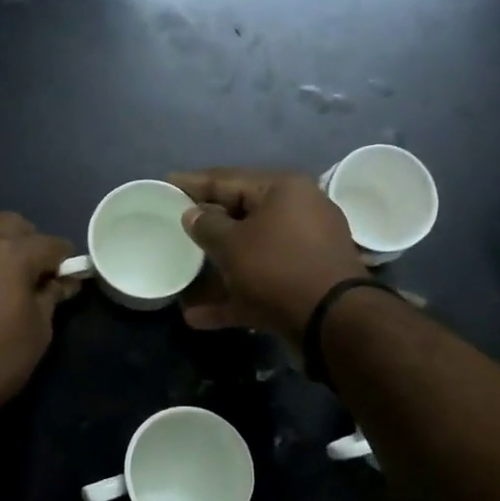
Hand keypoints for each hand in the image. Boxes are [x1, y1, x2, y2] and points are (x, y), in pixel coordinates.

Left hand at [0, 213, 78, 460]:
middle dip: (29, 244)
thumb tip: (64, 281)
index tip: (67, 280)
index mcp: (9, 253)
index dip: (65, 261)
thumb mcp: (39, 330)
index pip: (51, 243)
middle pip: (13, 225)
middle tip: (33, 277)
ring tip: (0, 281)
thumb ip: (52, 295)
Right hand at [168, 168, 364, 341]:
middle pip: (241, 214)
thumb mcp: (233, 244)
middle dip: (207, 224)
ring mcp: (303, 250)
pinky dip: (233, 296)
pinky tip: (197, 316)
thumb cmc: (277, 268)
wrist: (333, 321)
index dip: (193, 182)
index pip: (227, 179)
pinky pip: (260, 284)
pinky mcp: (304, 284)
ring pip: (251, 252)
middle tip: (174, 224)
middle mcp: (298, 213)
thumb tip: (193, 214)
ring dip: (218, 267)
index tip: (166, 182)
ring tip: (184, 270)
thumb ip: (207, 225)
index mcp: (283, 190)